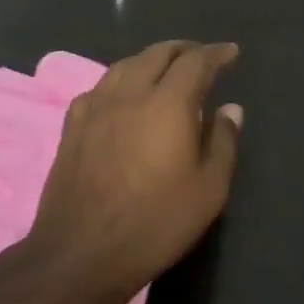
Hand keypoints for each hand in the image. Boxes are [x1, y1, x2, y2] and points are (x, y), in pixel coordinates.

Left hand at [25, 40, 242, 303]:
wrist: (81, 253)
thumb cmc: (155, 223)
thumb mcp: (208, 190)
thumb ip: (222, 143)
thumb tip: (230, 109)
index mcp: (168, 104)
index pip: (196, 62)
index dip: (216, 53)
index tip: (231, 52)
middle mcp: (130, 94)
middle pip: (157, 54)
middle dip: (183, 50)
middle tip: (201, 56)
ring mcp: (96, 107)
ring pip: (126, 65)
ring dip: (151, 60)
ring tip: (165, 69)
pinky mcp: (72, 125)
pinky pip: (100, 87)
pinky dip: (120, 80)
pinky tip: (123, 95)